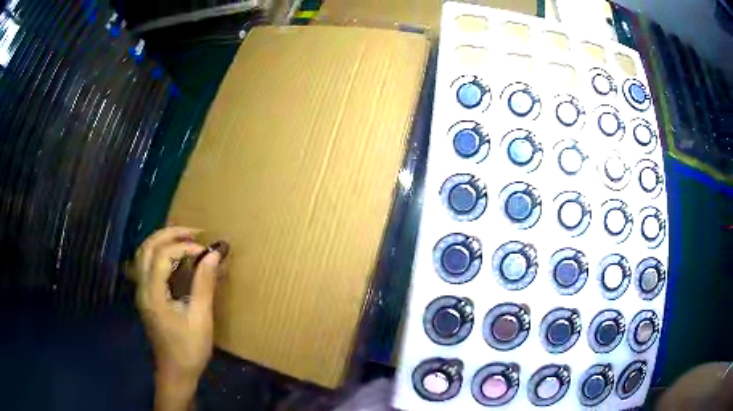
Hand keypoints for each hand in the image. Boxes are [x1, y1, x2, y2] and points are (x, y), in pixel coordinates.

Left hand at [129, 227, 226, 410]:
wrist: (175, 372)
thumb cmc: (189, 349)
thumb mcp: (200, 317)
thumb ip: (204, 283)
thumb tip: (214, 254)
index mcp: (153, 293)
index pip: (162, 255)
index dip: (184, 247)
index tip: (206, 252)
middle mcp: (142, 287)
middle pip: (147, 247)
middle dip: (170, 234)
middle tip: (195, 233)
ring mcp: (141, 291)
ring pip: (144, 253)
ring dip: (163, 241)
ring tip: (186, 239)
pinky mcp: (146, 296)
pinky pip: (147, 264)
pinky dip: (160, 252)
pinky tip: (175, 257)